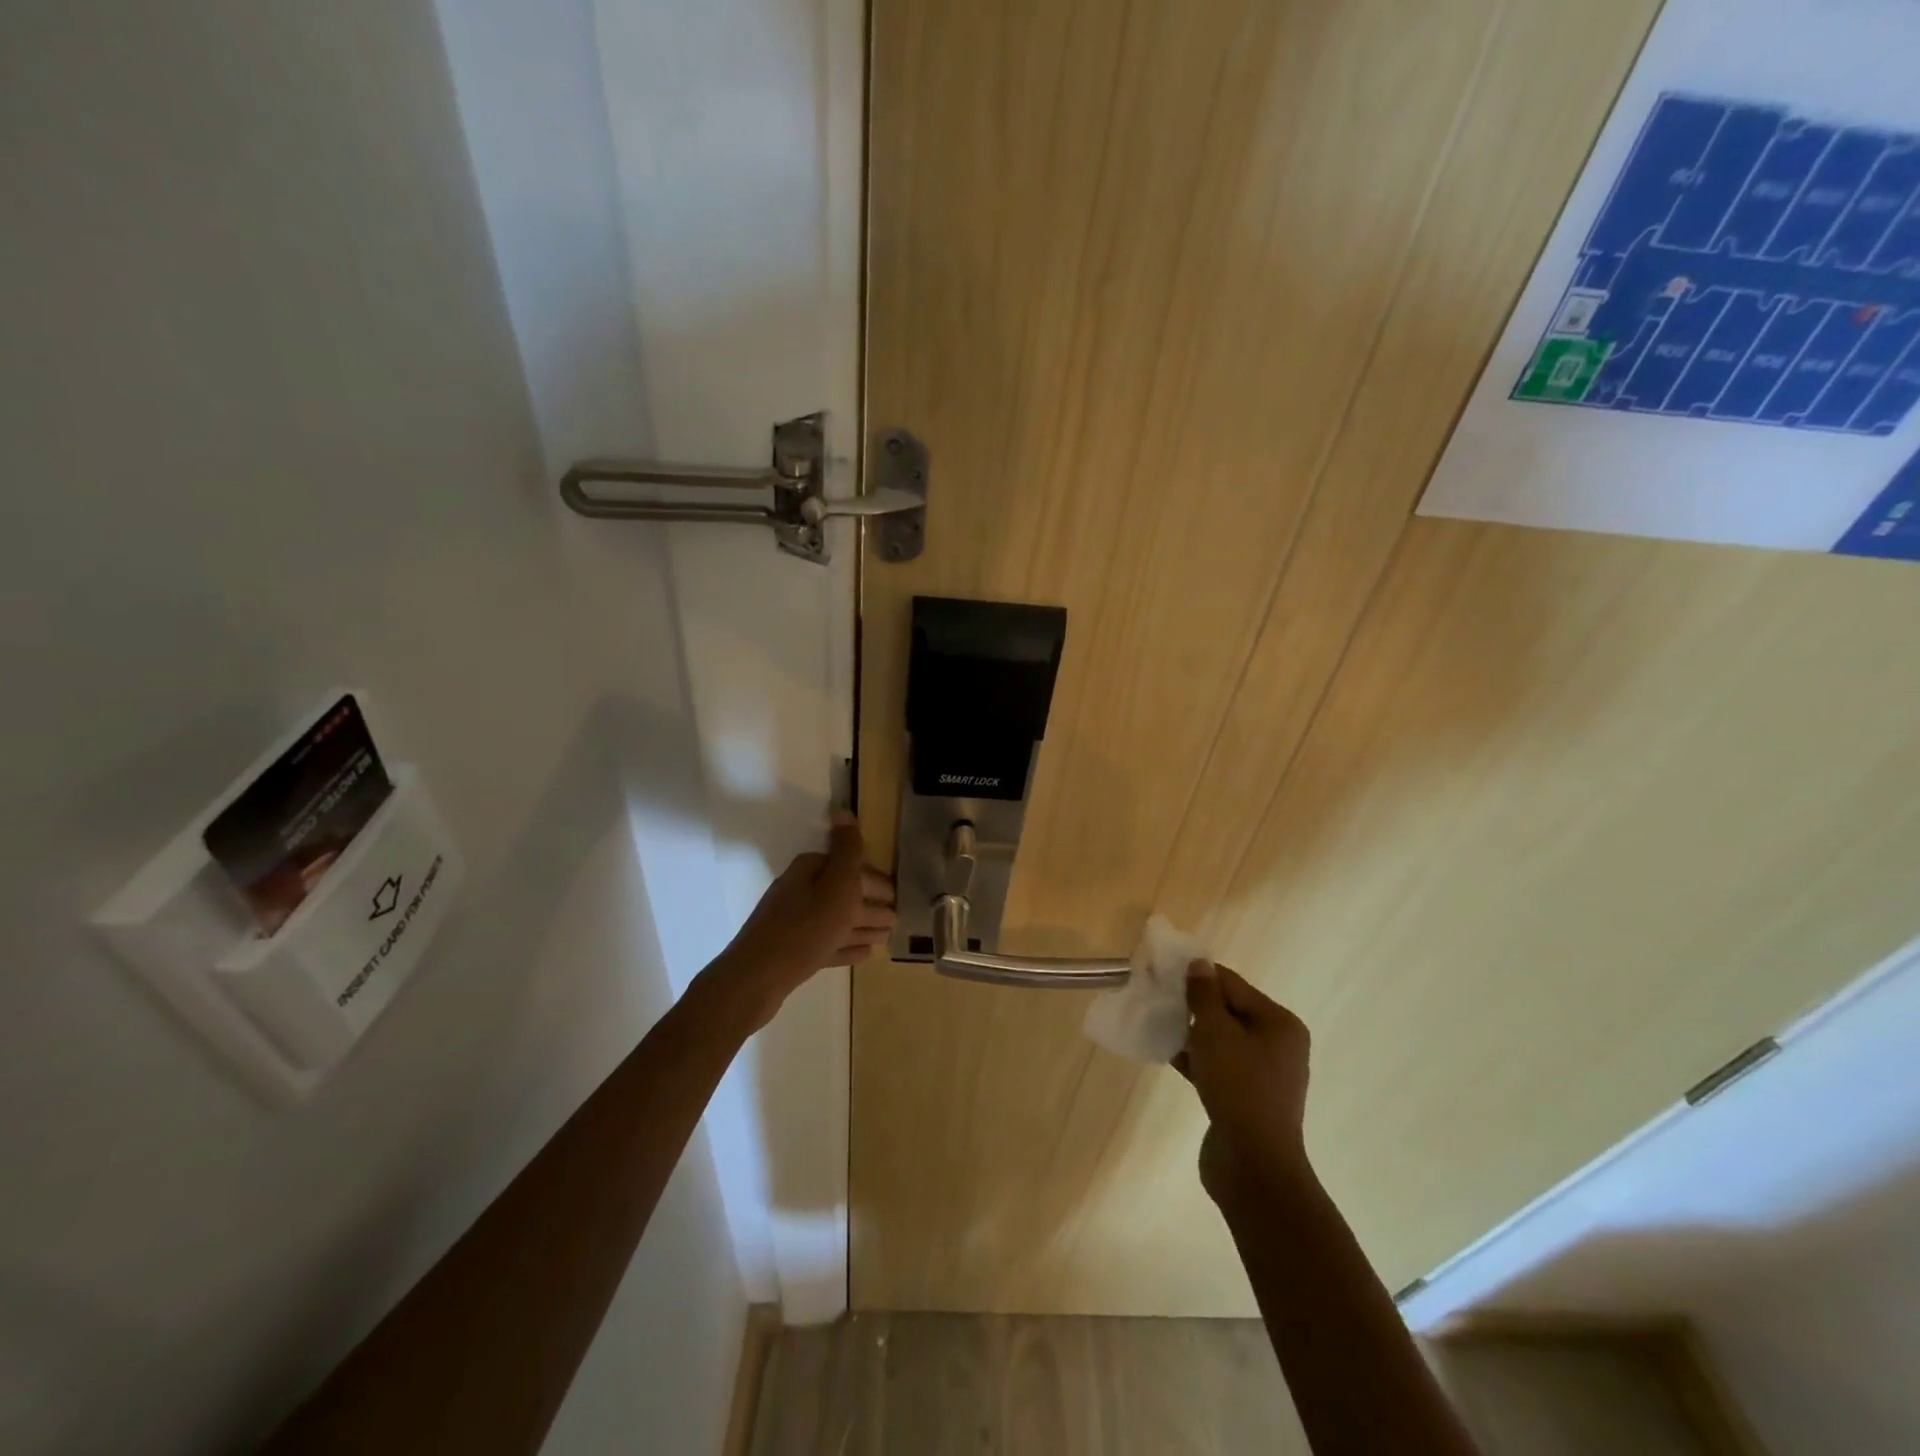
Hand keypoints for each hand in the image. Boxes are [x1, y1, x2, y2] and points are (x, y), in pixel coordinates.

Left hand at [709, 812, 894, 1029]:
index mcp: (810, 871)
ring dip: (863, 927)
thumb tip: (844, 810)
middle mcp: (801, 891)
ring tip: (886, 937)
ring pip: (838, 920)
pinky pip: (828, 944)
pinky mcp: (793, 952)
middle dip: (871, 904)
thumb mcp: (836, 884)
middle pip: (844, 894)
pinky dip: (847, 946)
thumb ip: (847, 851)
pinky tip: (864, 954)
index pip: (851, 868)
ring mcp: (796, 923)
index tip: (898, 896)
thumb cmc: (805, 926)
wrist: (758, 976)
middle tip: (897, 919)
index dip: (876, 882)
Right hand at [1174, 960, 1312, 1208]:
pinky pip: (1218, 1066)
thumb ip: (1204, 995)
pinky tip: (1166, 1054)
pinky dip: (1195, 1058)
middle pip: (1229, 1011)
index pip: (1233, 985)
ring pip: (1221, 1040)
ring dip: (1191, 1032)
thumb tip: (1200, 964)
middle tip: (1158, 998)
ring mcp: (1263, 1075)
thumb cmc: (1238, 1087)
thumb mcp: (1215, 1032)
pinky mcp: (1246, 1098)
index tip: (1163, 972)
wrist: (1253, 1166)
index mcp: (1279, 1024)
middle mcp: (1278, 1045)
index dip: (1198, 976)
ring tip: (1157, 1024)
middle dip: (1194, 1005)